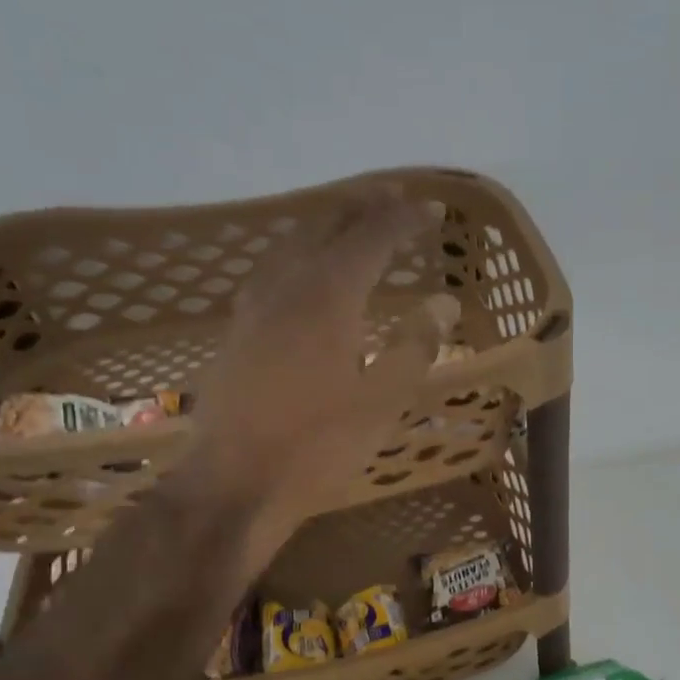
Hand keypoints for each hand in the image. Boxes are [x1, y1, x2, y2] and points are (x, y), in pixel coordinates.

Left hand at [178, 191, 447, 547]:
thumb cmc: (319, 445)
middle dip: (362, 207)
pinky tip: (302, 274)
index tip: (432, 209)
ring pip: (292, 244)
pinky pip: (272, 270)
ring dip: (326, 226)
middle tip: (393, 198)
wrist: (236, 481)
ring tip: (351, 224)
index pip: (372, 237)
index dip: (404, 219)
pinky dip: (299, 255)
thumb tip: (443, 303)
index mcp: (329, 295)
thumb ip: (414, 347)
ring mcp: (254, 306)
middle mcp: (288, 285)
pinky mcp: (237, 331)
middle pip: (326, 226)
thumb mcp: (383, 402)